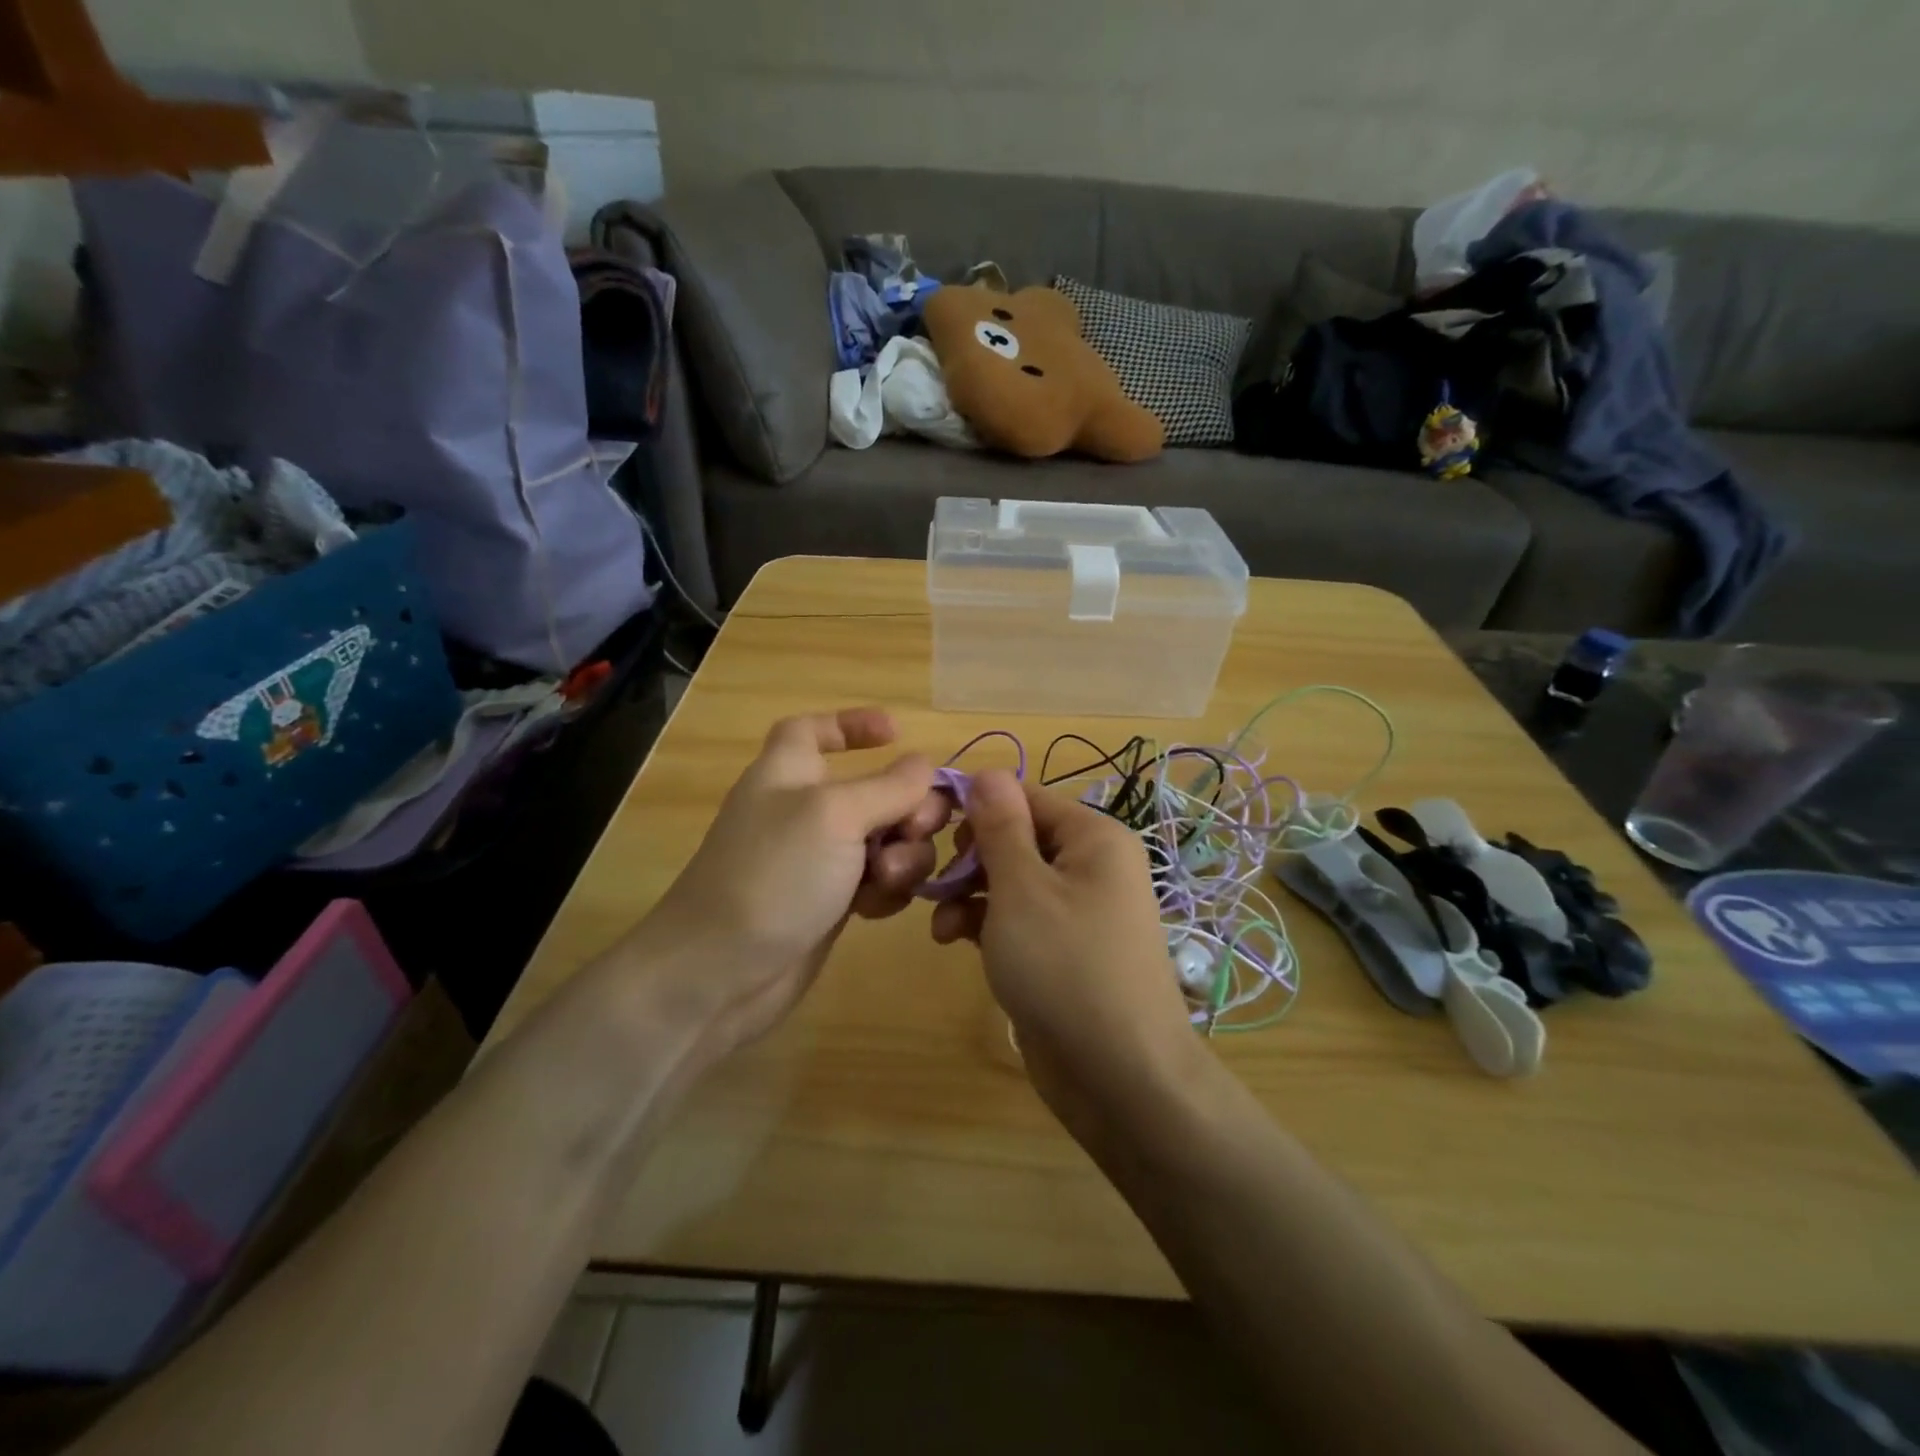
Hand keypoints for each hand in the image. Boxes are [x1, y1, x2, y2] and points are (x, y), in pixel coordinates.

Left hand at [623, 708, 948, 1062]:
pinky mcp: (830, 902)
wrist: (720, 972)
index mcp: (790, 771)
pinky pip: (878, 881)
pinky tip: (873, 909)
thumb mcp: (835, 815)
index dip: (852, 724)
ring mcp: (819, 859)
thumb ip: (888, 786)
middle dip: (908, 807)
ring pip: (886, 840)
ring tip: (885, 880)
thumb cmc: (774, 874)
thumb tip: (924, 764)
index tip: (897, 733)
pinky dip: (885, 890)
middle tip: (915, 830)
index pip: (814, 730)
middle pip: (876, 789)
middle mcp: (806, 810)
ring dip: (901, 856)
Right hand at [930, 770, 1199, 1135]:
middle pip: (1016, 838)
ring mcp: (1078, 910)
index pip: (1023, 797)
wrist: (1119, 1075)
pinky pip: (1018, 918)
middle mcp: (1090, 865)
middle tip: (936, 884)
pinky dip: (986, 923)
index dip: (976, 809)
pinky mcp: (1062, 949)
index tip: (929, 832)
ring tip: (941, 926)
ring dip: (970, 894)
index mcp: (1092, 837)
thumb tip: (987, 771)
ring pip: (1011, 881)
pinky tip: (955, 941)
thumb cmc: (1065, 966)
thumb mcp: (1021, 888)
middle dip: (970, 858)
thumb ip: (1000, 826)